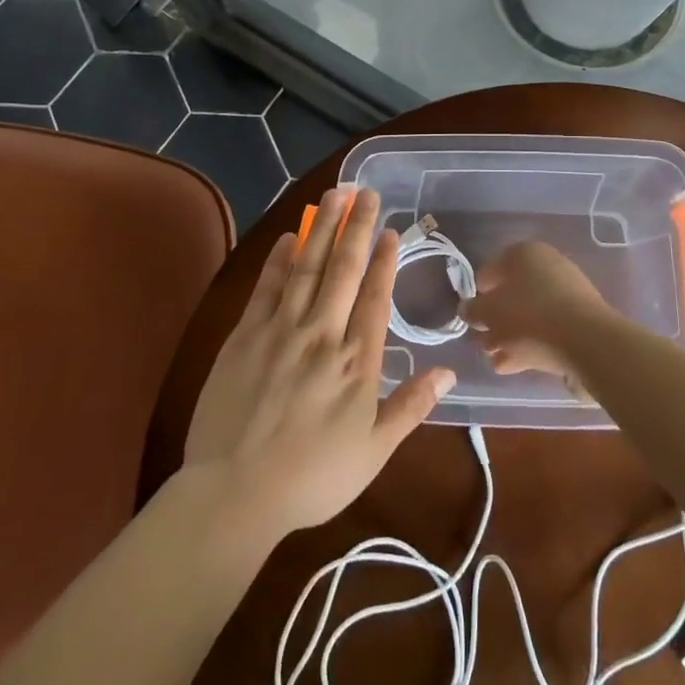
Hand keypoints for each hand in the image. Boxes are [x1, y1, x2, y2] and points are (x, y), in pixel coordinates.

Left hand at [184, 186, 454, 541]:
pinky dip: (278, 260)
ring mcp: (280, 330)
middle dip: (356, 227)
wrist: (236, 492)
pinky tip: (287, 237)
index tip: (391, 230)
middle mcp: (322, 334)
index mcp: (357, 361)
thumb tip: (449, 373)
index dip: (384, 260)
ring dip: (322, 228)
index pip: (375, 296)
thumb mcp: (374, 452)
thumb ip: (411, 407)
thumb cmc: (313, 478)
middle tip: (366, 192)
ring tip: (334, 195)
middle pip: (343, 269)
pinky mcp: (244, 336)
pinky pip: (266, 288)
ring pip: (306, 267)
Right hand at [461, 241, 614, 391]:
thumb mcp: (488, 312)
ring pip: (528, 314)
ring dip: (509, 336)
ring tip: (494, 360)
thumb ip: (473, 310)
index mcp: (524, 253)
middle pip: (511, 294)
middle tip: (482, 341)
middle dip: (494, 320)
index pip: (491, 269)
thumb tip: (467, 309)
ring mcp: (567, 293)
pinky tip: (513, 366)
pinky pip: (546, 330)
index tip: (471, 314)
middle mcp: (547, 266)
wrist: (586, 343)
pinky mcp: (580, 320)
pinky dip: (529, 345)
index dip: (477, 292)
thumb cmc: (529, 317)